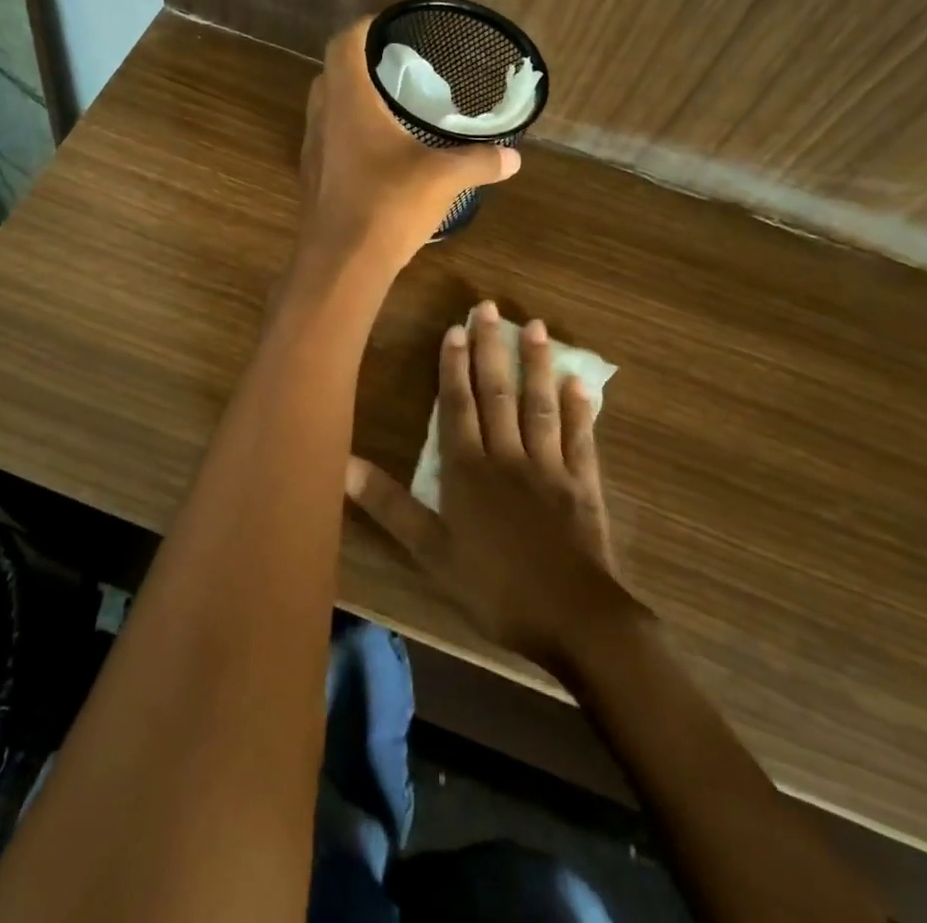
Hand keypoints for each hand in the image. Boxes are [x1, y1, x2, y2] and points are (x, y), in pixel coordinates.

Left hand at [296, 18, 519, 274]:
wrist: (340, 265)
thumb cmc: (388, 205)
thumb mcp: (444, 178)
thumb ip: (479, 162)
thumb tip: (513, 158)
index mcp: (348, 102)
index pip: (344, 44)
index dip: (364, 27)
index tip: (389, 26)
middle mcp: (323, 119)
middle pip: (332, 74)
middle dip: (360, 65)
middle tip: (396, 69)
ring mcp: (313, 151)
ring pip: (326, 110)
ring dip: (351, 101)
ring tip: (390, 109)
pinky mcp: (313, 180)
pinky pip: (328, 142)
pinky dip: (349, 135)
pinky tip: (378, 154)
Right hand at [345, 302, 634, 672]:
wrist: (573, 619)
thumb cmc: (494, 587)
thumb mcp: (431, 553)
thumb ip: (390, 505)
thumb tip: (343, 466)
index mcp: (468, 470)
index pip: (458, 406)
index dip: (454, 366)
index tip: (455, 329)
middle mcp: (508, 456)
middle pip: (497, 393)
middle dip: (491, 349)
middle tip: (490, 307)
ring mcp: (549, 466)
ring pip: (539, 404)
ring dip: (536, 364)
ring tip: (535, 326)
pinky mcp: (583, 483)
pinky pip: (580, 436)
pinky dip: (581, 408)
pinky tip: (582, 380)